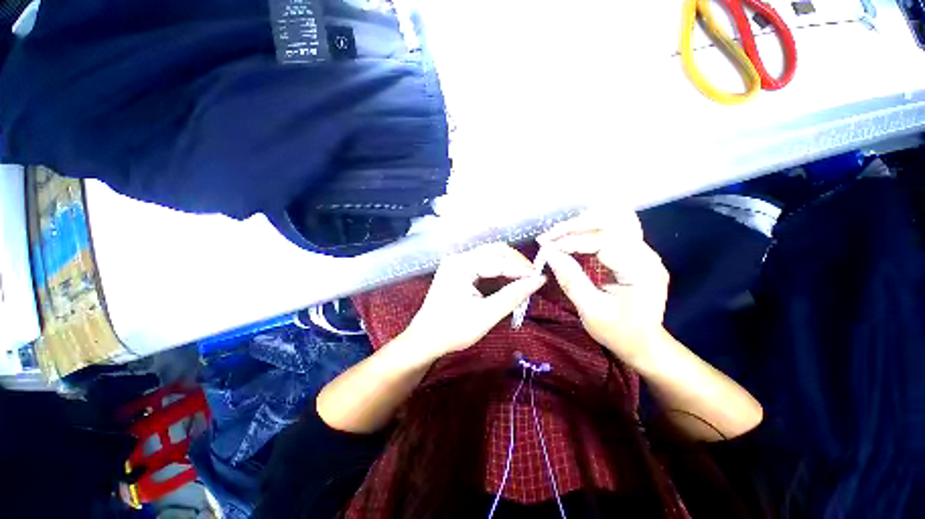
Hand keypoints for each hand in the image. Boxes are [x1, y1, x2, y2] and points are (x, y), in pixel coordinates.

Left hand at [401, 243, 546, 361]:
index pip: (498, 259)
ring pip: (490, 255)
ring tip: (524, 279)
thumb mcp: (486, 315)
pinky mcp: (457, 270)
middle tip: (532, 278)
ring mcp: (457, 263)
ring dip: (508, 265)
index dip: (521, 268)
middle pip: (494, 251)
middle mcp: (458, 258)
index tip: (540, 278)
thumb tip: (539, 280)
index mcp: (461, 265)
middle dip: (516, 262)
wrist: (425, 340)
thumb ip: (513, 295)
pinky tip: (508, 280)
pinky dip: (498, 270)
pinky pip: (483, 263)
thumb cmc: (453, 330)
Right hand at [539, 210, 669, 367]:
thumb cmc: (619, 333)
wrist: (646, 345)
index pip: (604, 241)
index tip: (547, 247)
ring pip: (613, 221)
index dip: (572, 241)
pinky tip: (574, 236)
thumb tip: (550, 254)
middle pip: (612, 222)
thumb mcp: (591, 311)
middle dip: (576, 226)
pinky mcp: (636, 254)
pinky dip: (590, 230)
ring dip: (583, 224)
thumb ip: (571, 280)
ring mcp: (644, 252)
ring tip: (558, 234)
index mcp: (640, 270)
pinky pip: (613, 231)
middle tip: (549, 236)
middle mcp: (647, 255)